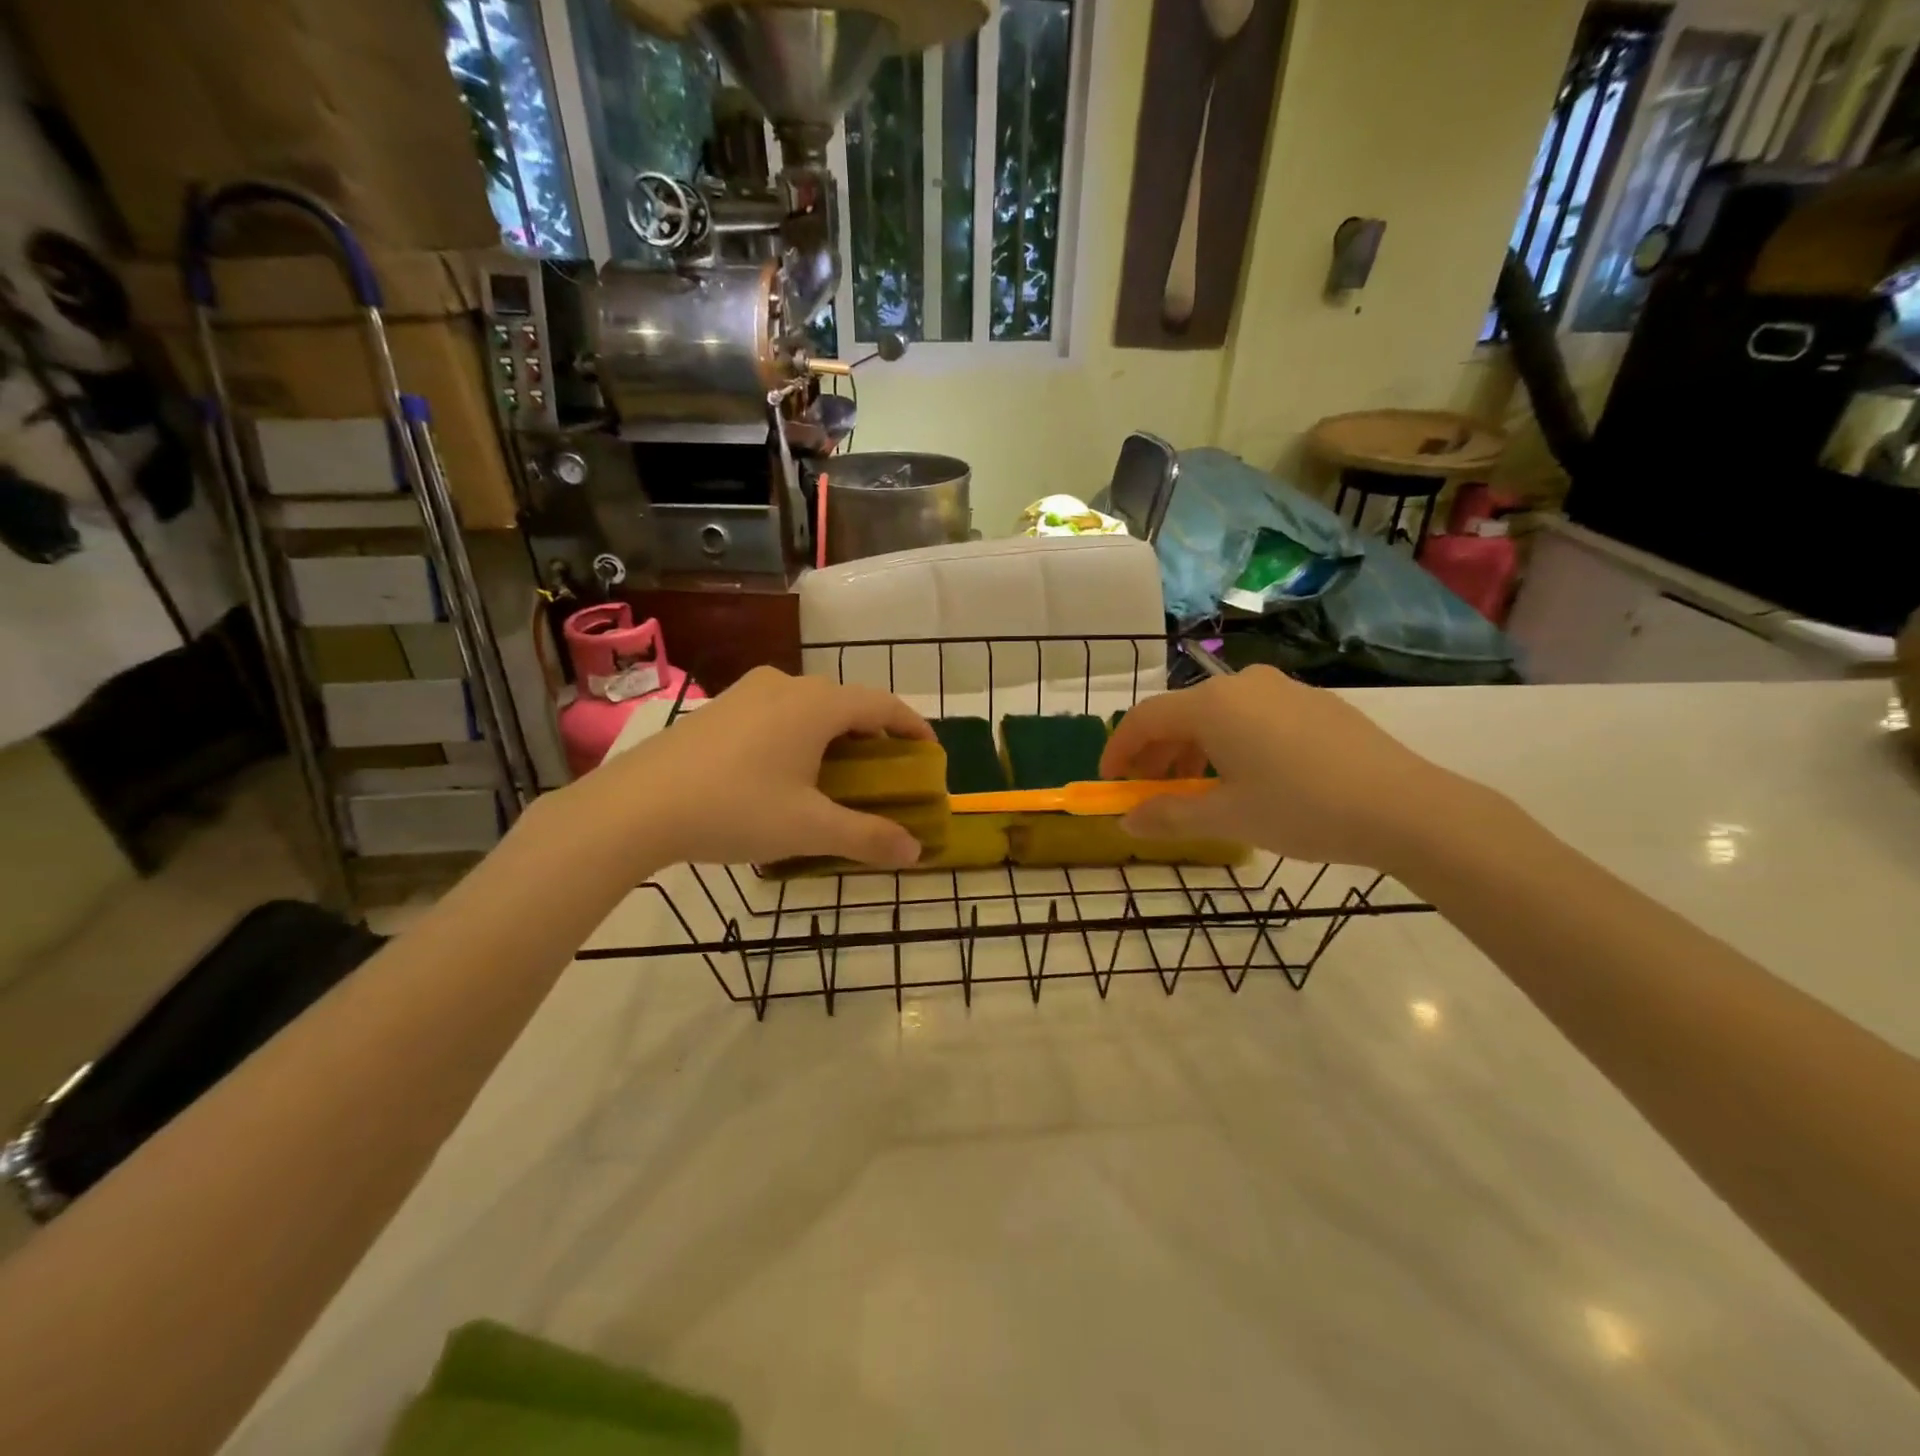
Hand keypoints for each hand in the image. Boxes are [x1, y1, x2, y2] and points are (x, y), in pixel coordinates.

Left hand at [564, 668, 934, 871]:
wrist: (636, 806)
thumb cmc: (735, 808)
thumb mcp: (809, 828)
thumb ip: (867, 838)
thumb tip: (915, 852)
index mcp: (817, 705)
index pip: (882, 705)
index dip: (912, 727)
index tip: (930, 753)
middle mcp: (786, 685)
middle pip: (846, 703)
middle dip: (872, 735)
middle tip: (883, 772)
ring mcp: (747, 693)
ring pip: (808, 706)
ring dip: (833, 734)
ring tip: (836, 774)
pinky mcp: (718, 709)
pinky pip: (776, 713)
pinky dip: (798, 735)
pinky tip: (783, 772)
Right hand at [1099, 665, 1467, 870]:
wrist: (1406, 808)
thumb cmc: (1302, 809)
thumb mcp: (1227, 818)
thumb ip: (1168, 816)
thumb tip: (1126, 821)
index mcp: (1212, 705)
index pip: (1144, 719)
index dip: (1118, 750)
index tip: (1109, 782)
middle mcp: (1242, 684)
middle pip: (1179, 714)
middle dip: (1155, 754)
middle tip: (1149, 793)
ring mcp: (1281, 689)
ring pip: (1216, 715)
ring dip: (1192, 751)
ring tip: (1195, 792)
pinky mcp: (1313, 702)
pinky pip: (1251, 717)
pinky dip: (1229, 744)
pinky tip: (1245, 778)